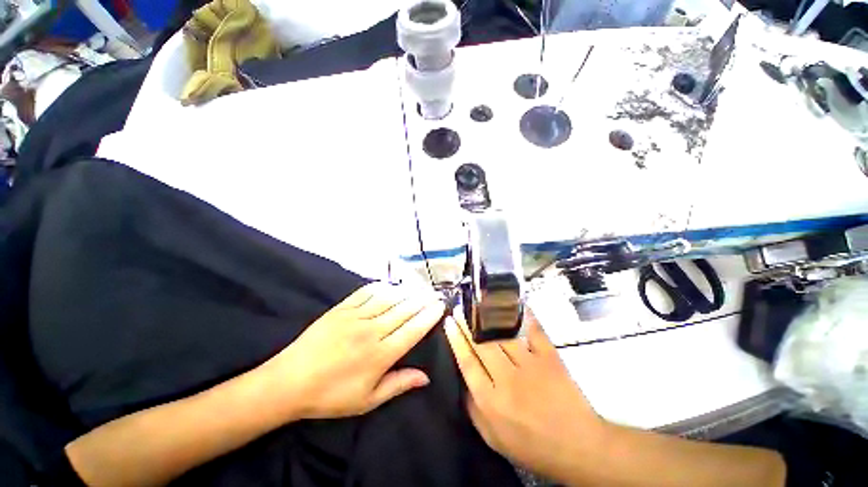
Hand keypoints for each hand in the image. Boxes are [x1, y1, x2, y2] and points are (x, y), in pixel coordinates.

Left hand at [262, 282, 444, 419]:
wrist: (289, 382)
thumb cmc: (331, 396)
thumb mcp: (367, 400)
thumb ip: (398, 384)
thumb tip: (425, 377)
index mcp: (380, 355)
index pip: (413, 330)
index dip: (429, 316)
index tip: (440, 306)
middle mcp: (371, 331)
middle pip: (404, 310)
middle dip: (423, 300)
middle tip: (435, 293)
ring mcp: (355, 317)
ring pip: (388, 298)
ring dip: (407, 291)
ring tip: (420, 287)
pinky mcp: (341, 309)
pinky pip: (365, 292)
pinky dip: (381, 286)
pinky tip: (391, 284)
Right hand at [444, 311, 605, 481]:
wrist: (579, 447)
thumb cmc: (533, 446)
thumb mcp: (493, 438)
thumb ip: (473, 409)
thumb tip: (462, 380)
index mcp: (491, 401)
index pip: (467, 362)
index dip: (456, 339)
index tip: (450, 323)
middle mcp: (507, 379)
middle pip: (481, 344)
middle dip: (467, 324)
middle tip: (460, 308)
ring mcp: (530, 365)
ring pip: (503, 335)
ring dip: (487, 318)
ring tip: (478, 304)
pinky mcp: (550, 357)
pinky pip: (534, 331)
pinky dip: (524, 316)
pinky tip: (515, 303)